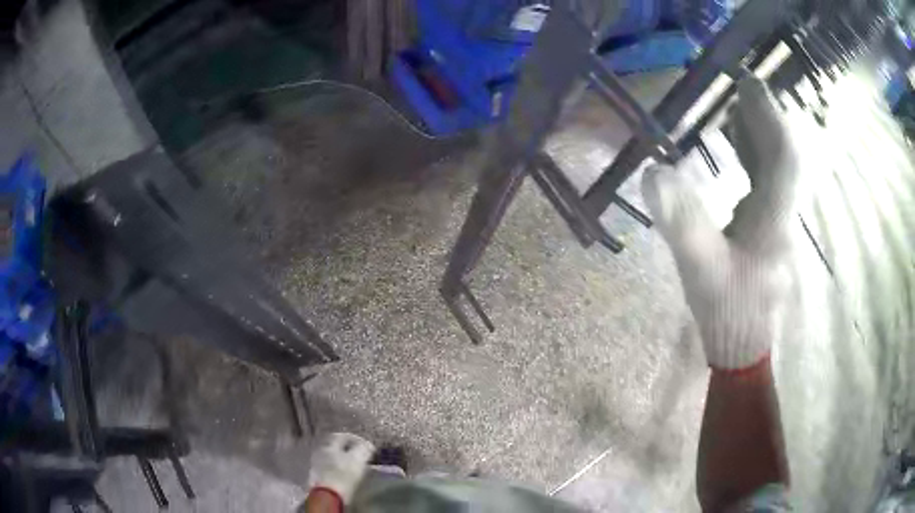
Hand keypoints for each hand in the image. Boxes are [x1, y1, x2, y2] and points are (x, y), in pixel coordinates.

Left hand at [307, 433, 374, 504]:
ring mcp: (317, 465)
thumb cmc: (343, 475)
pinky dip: (338, 469)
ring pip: (332, 458)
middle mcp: (320, 452)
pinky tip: (345, 475)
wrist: (328, 495)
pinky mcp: (317, 477)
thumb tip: (368, 444)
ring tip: (354, 466)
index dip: (356, 439)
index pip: (342, 436)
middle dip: (348, 450)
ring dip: (343, 460)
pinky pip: (330, 469)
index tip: (367, 446)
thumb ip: (363, 448)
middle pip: (335, 447)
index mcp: (329, 445)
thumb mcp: (357, 459)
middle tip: (360, 455)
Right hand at [642, 77, 800, 370]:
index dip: (769, 116)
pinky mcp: (770, 234)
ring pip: (778, 171)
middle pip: (783, 158)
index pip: (783, 156)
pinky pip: (769, 185)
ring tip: (737, 110)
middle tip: (740, 89)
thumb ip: (682, 221)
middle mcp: (783, 216)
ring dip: (761, 137)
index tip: (749, 84)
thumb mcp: (700, 268)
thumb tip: (653, 171)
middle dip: (765, 120)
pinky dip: (756, 160)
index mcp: (773, 219)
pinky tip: (739, 151)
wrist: (742, 349)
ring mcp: (779, 225)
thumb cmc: (726, 311)